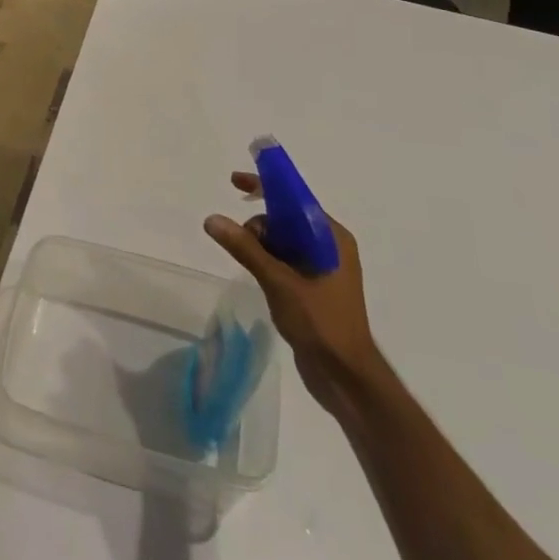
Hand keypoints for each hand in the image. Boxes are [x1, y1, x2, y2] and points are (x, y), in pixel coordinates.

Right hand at [205, 173, 381, 412]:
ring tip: (251, 266)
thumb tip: (212, 219)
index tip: (234, 181)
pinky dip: (268, 260)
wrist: (345, 378)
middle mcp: (330, 246)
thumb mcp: (279, 282)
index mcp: (332, 237)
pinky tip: (257, 275)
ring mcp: (323, 268)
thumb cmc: (320, 323)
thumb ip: (246, 248)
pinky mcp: (314, 287)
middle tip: (241, 244)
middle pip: (286, 218)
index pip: (294, 198)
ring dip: (261, 245)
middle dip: (260, 225)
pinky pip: (285, 260)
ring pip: (283, 240)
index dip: (265, 186)